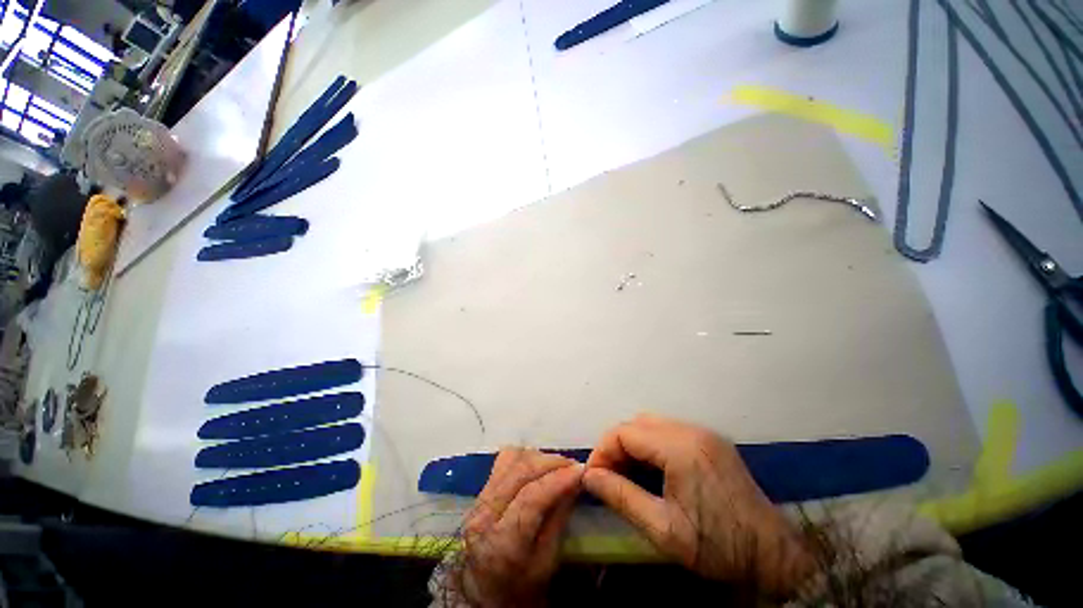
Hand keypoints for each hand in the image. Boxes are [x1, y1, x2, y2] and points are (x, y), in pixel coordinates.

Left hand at [458, 448, 582, 606]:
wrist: (482, 592)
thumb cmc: (519, 587)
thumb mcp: (546, 563)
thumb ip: (558, 519)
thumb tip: (574, 482)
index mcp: (501, 542)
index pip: (531, 498)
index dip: (558, 479)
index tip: (581, 470)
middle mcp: (485, 514)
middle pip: (521, 471)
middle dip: (552, 463)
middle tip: (573, 466)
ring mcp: (479, 498)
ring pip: (512, 459)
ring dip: (540, 458)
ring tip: (558, 467)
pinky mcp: (480, 489)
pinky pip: (504, 460)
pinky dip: (525, 457)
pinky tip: (538, 467)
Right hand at [583, 415, 814, 595]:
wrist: (774, 555)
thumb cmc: (718, 547)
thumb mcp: (664, 530)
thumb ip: (621, 497)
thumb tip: (590, 477)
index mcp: (680, 448)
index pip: (624, 433)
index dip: (602, 451)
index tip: (593, 477)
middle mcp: (691, 430)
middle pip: (636, 423)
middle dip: (615, 446)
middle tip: (608, 476)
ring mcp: (703, 433)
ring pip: (651, 424)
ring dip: (632, 444)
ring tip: (626, 473)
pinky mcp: (710, 440)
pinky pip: (668, 431)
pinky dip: (651, 445)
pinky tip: (651, 469)